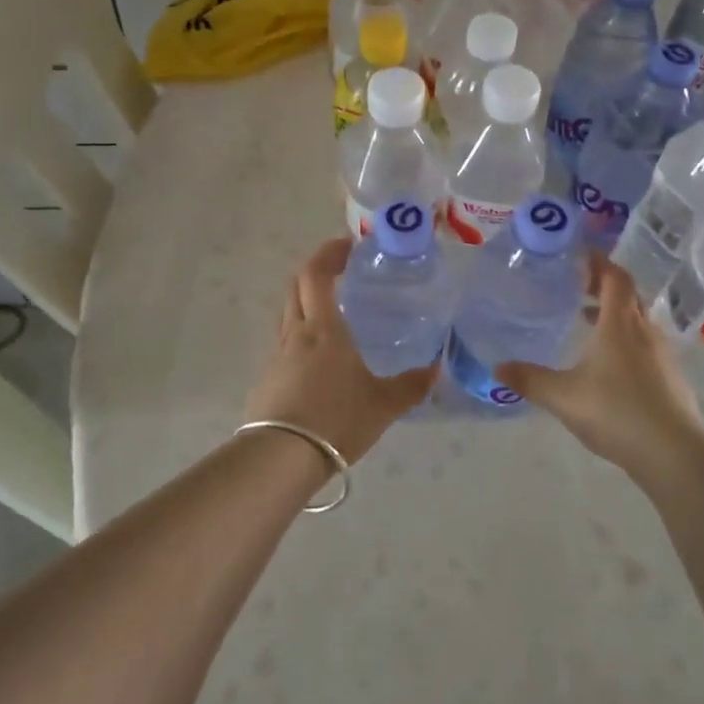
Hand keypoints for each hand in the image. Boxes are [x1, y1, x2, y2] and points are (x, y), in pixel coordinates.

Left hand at [242, 237, 437, 464]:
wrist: (281, 458)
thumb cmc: (336, 421)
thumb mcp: (383, 405)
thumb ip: (411, 385)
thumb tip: (435, 368)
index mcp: (323, 329)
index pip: (316, 274)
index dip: (329, 253)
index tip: (348, 245)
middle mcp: (296, 333)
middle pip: (296, 286)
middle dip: (316, 270)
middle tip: (341, 270)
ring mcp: (277, 355)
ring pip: (288, 313)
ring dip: (307, 301)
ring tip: (334, 312)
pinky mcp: (267, 377)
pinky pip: (284, 342)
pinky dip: (301, 333)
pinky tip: (318, 357)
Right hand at [496, 257, 703, 482]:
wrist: (674, 454)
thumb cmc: (616, 411)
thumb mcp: (563, 396)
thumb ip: (530, 380)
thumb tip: (497, 368)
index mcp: (620, 324)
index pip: (615, 278)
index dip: (599, 263)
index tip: (580, 255)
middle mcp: (644, 332)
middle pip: (628, 296)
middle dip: (604, 287)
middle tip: (578, 287)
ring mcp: (662, 356)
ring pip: (638, 323)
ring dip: (615, 316)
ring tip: (588, 324)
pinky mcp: (671, 380)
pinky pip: (646, 347)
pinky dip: (626, 342)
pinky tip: (609, 366)